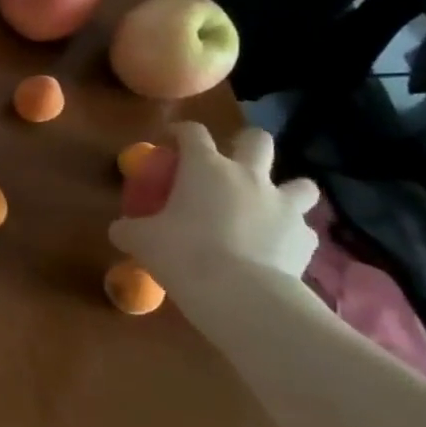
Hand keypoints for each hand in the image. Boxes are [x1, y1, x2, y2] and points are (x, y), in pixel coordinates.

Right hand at [107, 123, 320, 286]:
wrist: (240, 294)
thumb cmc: (183, 253)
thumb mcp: (141, 240)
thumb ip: (128, 229)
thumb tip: (119, 230)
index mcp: (206, 168)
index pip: (193, 132)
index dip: (181, 132)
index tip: (171, 141)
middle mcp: (248, 177)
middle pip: (257, 140)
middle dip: (247, 143)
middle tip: (231, 163)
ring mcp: (284, 206)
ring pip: (301, 183)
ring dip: (287, 189)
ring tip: (269, 205)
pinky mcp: (306, 238)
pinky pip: (304, 229)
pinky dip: (292, 234)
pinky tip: (277, 247)